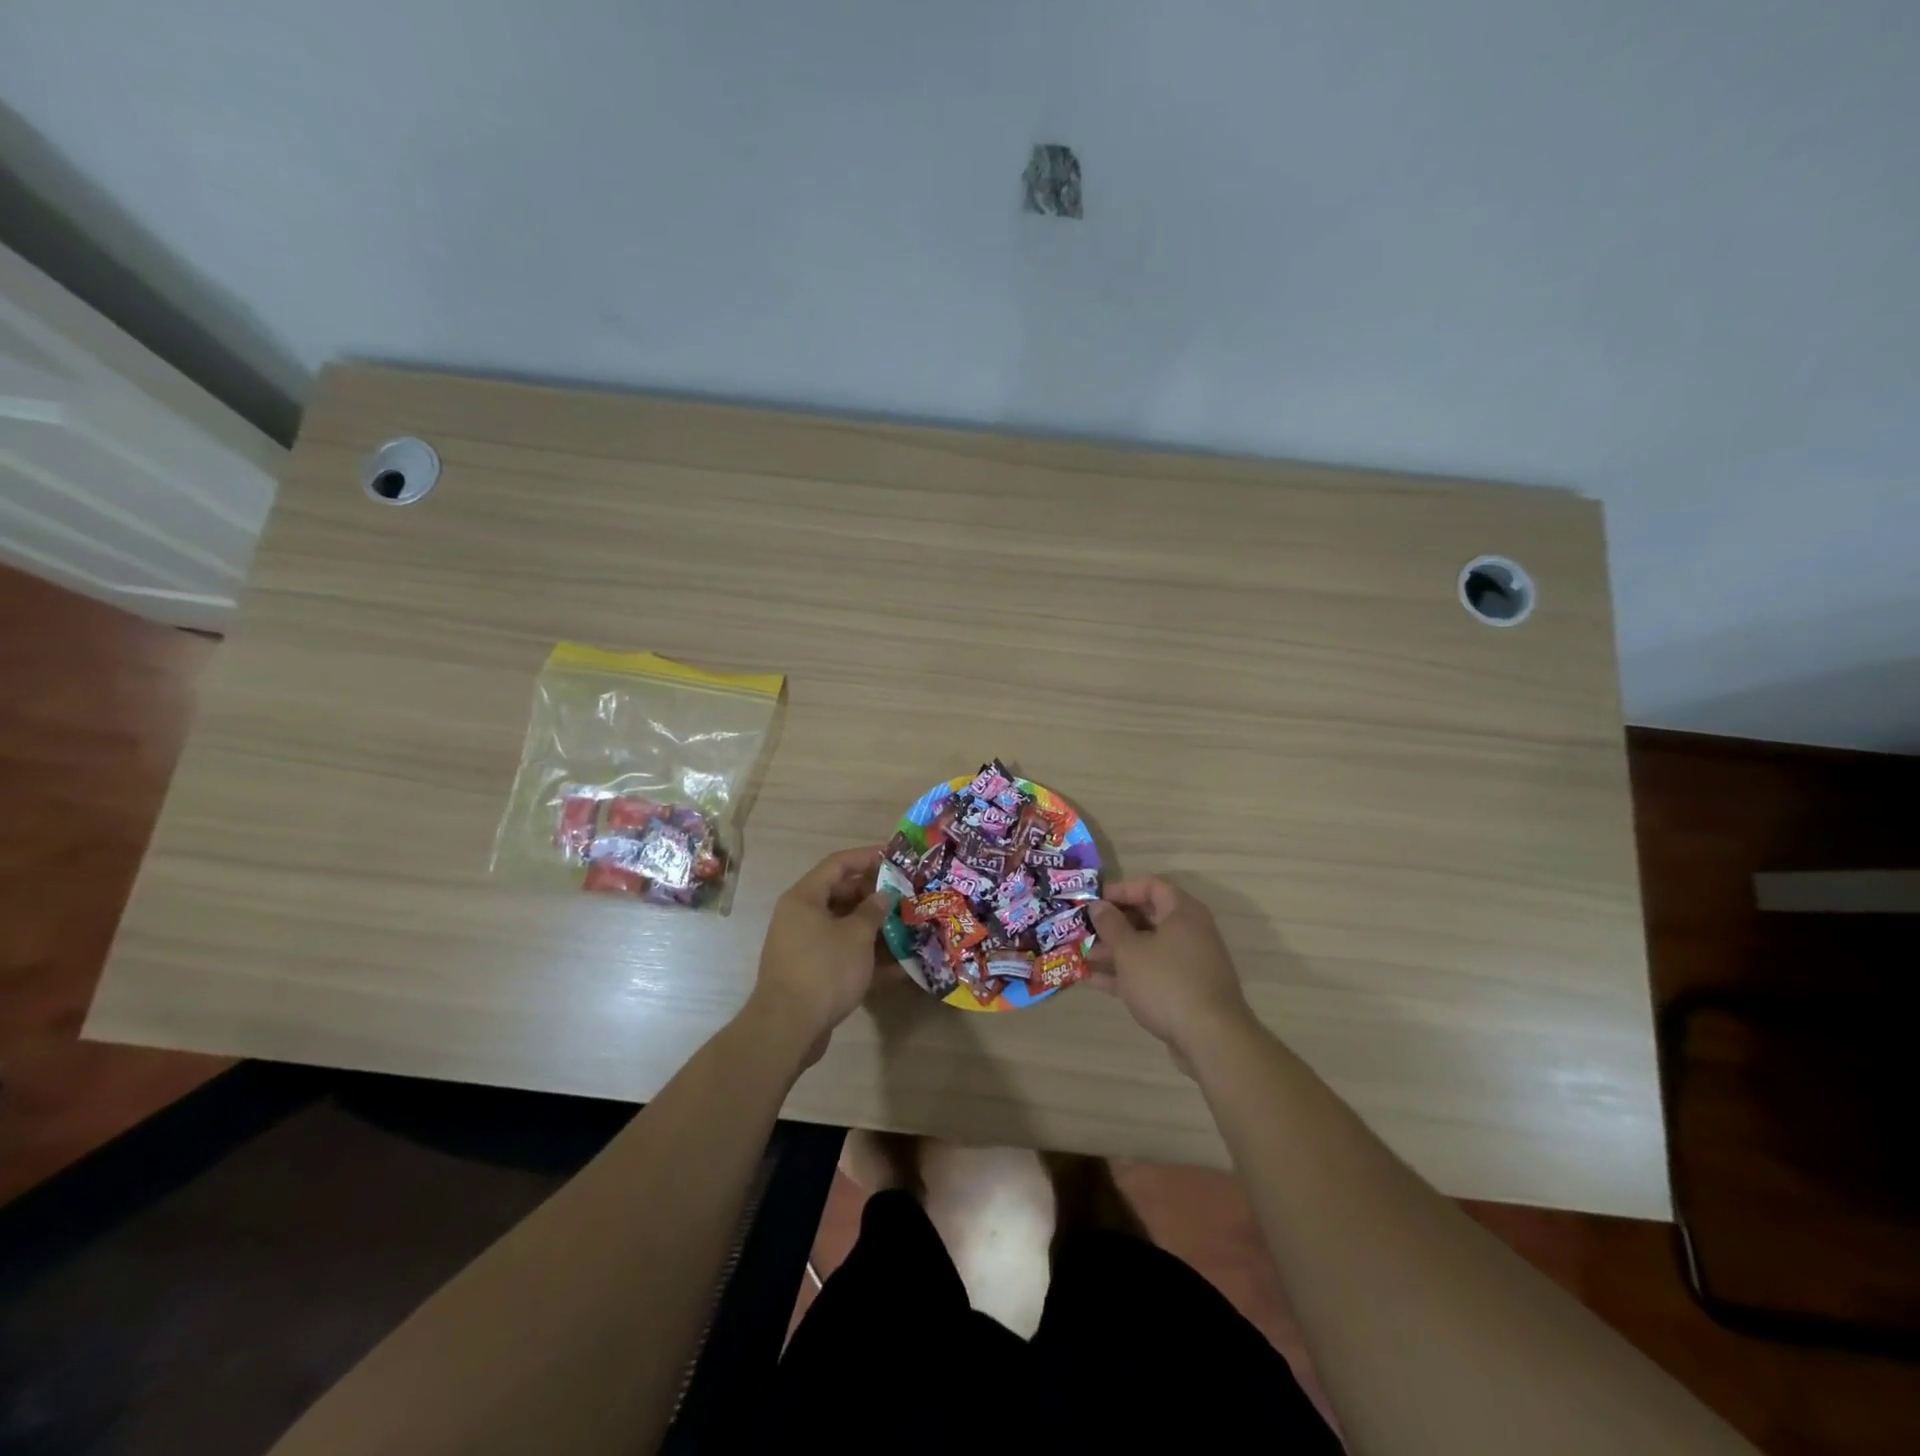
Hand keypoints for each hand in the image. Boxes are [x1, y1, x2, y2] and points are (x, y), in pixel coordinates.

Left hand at [744, 846, 888, 1063]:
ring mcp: (806, 946)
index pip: (838, 864)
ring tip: (909, 928)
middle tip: (907, 897)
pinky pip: (844, 955)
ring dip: (876, 928)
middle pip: (842, 894)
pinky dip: (868, 958)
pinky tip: (900, 967)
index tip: (895, 857)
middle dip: (875, 896)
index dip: (867, 857)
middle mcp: (801, 917)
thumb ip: (873, 911)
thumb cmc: (823, 969)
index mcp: (805, 898)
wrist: (788, 1029)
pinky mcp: (813, 973)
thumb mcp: (856, 936)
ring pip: (845, 927)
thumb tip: (883, 896)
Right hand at [1087, 878, 1254, 1061]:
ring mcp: (1188, 963)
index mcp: (1182, 912)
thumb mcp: (1129, 950)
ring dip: (1114, 951)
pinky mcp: (1184, 991)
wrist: (1211, 1039)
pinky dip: (1125, 974)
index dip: (1119, 890)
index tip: (1093, 901)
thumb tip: (1098, 906)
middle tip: (1084, 929)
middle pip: (1147, 917)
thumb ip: (1110, 925)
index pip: (1150, 886)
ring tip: (1082, 956)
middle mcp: (1189, 932)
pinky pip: (1150, 973)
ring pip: (1146, 948)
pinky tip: (1094, 981)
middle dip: (1112, 924)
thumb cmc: (1166, 982)